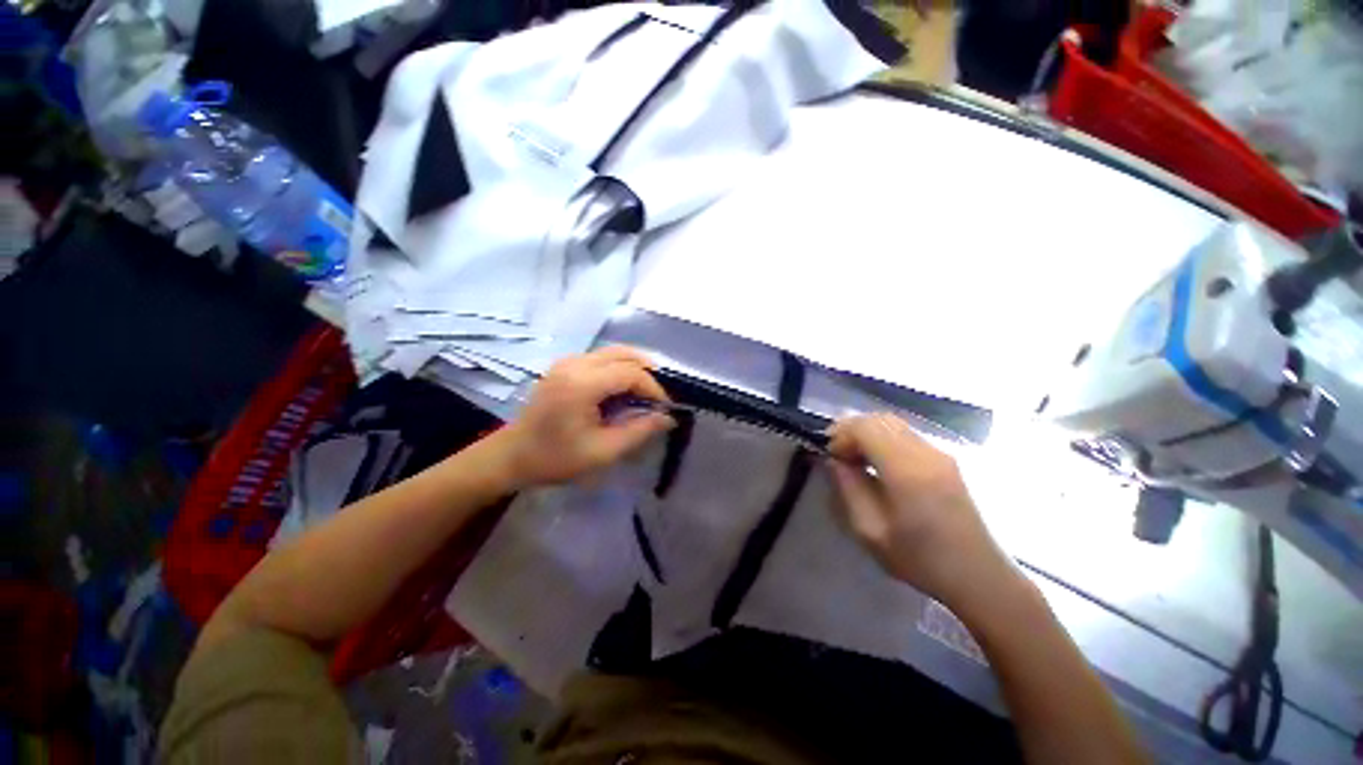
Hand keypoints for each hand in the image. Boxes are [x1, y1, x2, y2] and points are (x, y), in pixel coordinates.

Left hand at [501, 347, 674, 487]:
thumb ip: (639, 431)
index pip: (630, 373)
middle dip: (646, 373)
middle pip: (623, 354)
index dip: (653, 388)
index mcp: (582, 383)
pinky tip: (622, 388)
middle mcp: (575, 363)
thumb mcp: (603, 451)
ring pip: (612, 352)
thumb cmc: (555, 458)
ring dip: (633, 367)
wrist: (511, 456)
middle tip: (657, 397)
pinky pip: (600, 357)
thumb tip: (668, 417)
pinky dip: (618, 367)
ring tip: (644, 392)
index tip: (664, 408)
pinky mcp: (563, 365)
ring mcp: (567, 361)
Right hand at [827, 413, 1016, 607]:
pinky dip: (883, 439)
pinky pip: (906, 435)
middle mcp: (925, 453)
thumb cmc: (921, 559)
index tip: (830, 456)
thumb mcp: (870, 531)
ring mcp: (939, 454)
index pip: (865, 427)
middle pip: (879, 419)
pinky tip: (878, 463)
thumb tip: (834, 461)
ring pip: (893, 423)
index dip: (841, 434)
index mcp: (907, 471)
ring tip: (855, 458)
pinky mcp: (946, 459)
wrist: (978, 575)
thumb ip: (849, 489)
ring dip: (867, 433)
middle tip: (838, 455)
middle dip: (851, 430)